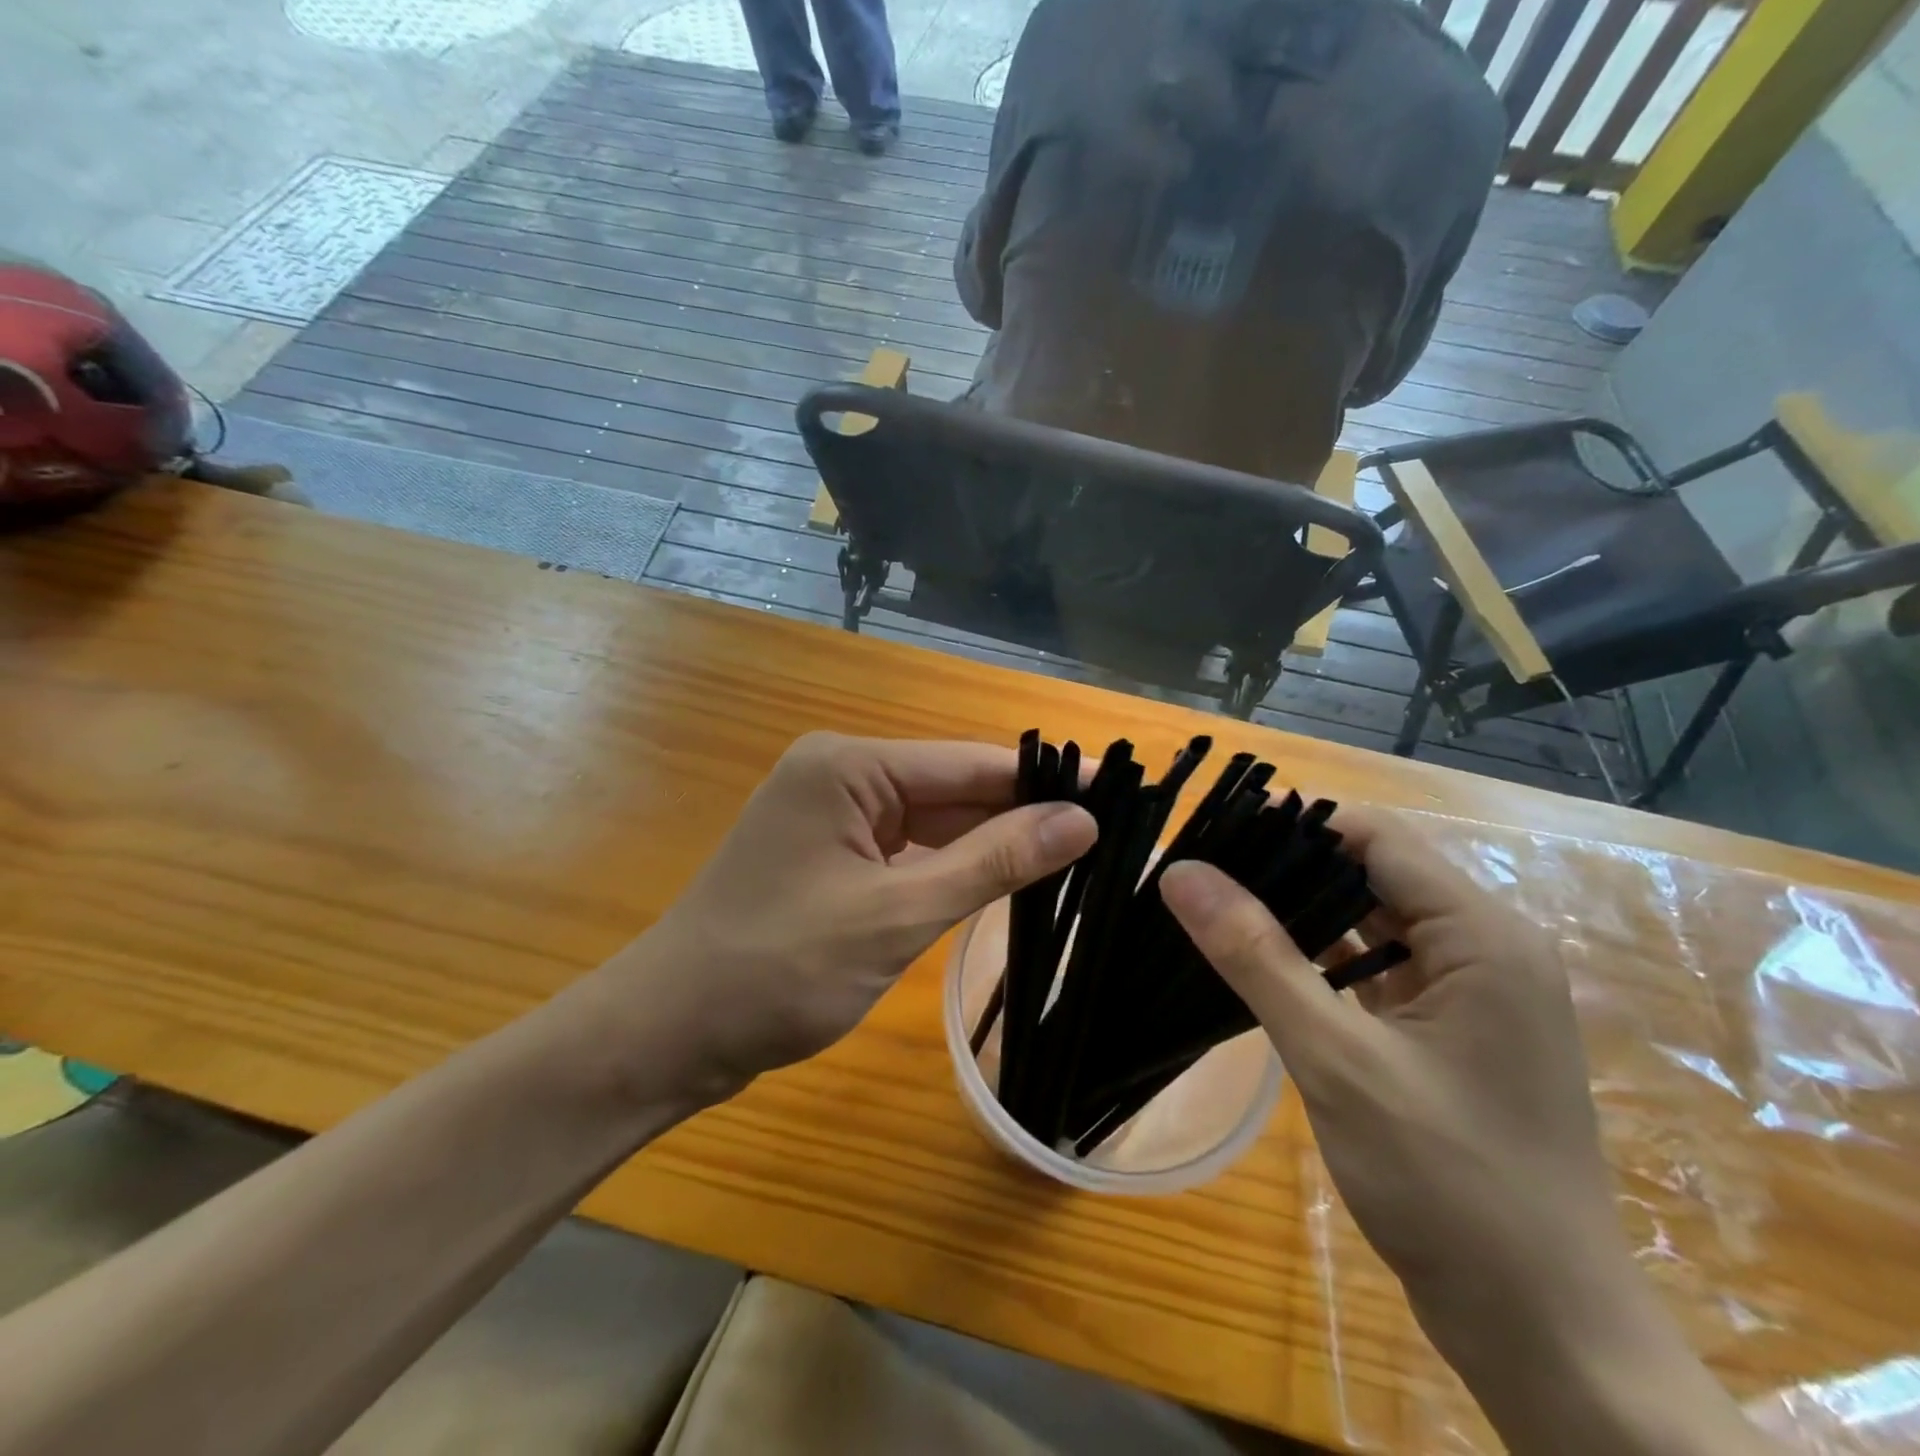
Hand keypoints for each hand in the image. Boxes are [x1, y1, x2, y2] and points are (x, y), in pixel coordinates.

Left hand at [609, 734, 1095, 1093]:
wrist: (669, 1034)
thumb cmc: (778, 971)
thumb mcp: (897, 915)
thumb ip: (991, 862)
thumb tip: (1081, 821)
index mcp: (848, 765)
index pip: (969, 763)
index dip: (1047, 780)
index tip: (1120, 792)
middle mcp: (840, 773)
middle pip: (952, 787)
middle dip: (1022, 814)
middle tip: (1109, 835)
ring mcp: (832, 813)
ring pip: (934, 819)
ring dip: (991, 842)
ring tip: (1077, 857)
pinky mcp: (831, 853)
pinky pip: (908, 847)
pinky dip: (952, 865)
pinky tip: (1004, 878)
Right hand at [1159, 811, 1649, 1418]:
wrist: (1545, 1335)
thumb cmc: (1449, 1186)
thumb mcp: (1336, 1060)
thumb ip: (1257, 957)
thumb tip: (1181, 872)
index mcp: (1483, 935)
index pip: (1375, 837)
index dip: (1293, 824)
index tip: (1213, 834)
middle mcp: (1486, 947)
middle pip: (1374, 872)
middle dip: (1288, 867)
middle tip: (1200, 871)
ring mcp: (1472, 993)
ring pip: (1372, 921)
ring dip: (1300, 912)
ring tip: (1215, 905)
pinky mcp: (1450, 1032)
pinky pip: (1377, 968)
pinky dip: (1322, 958)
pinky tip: (1262, 962)